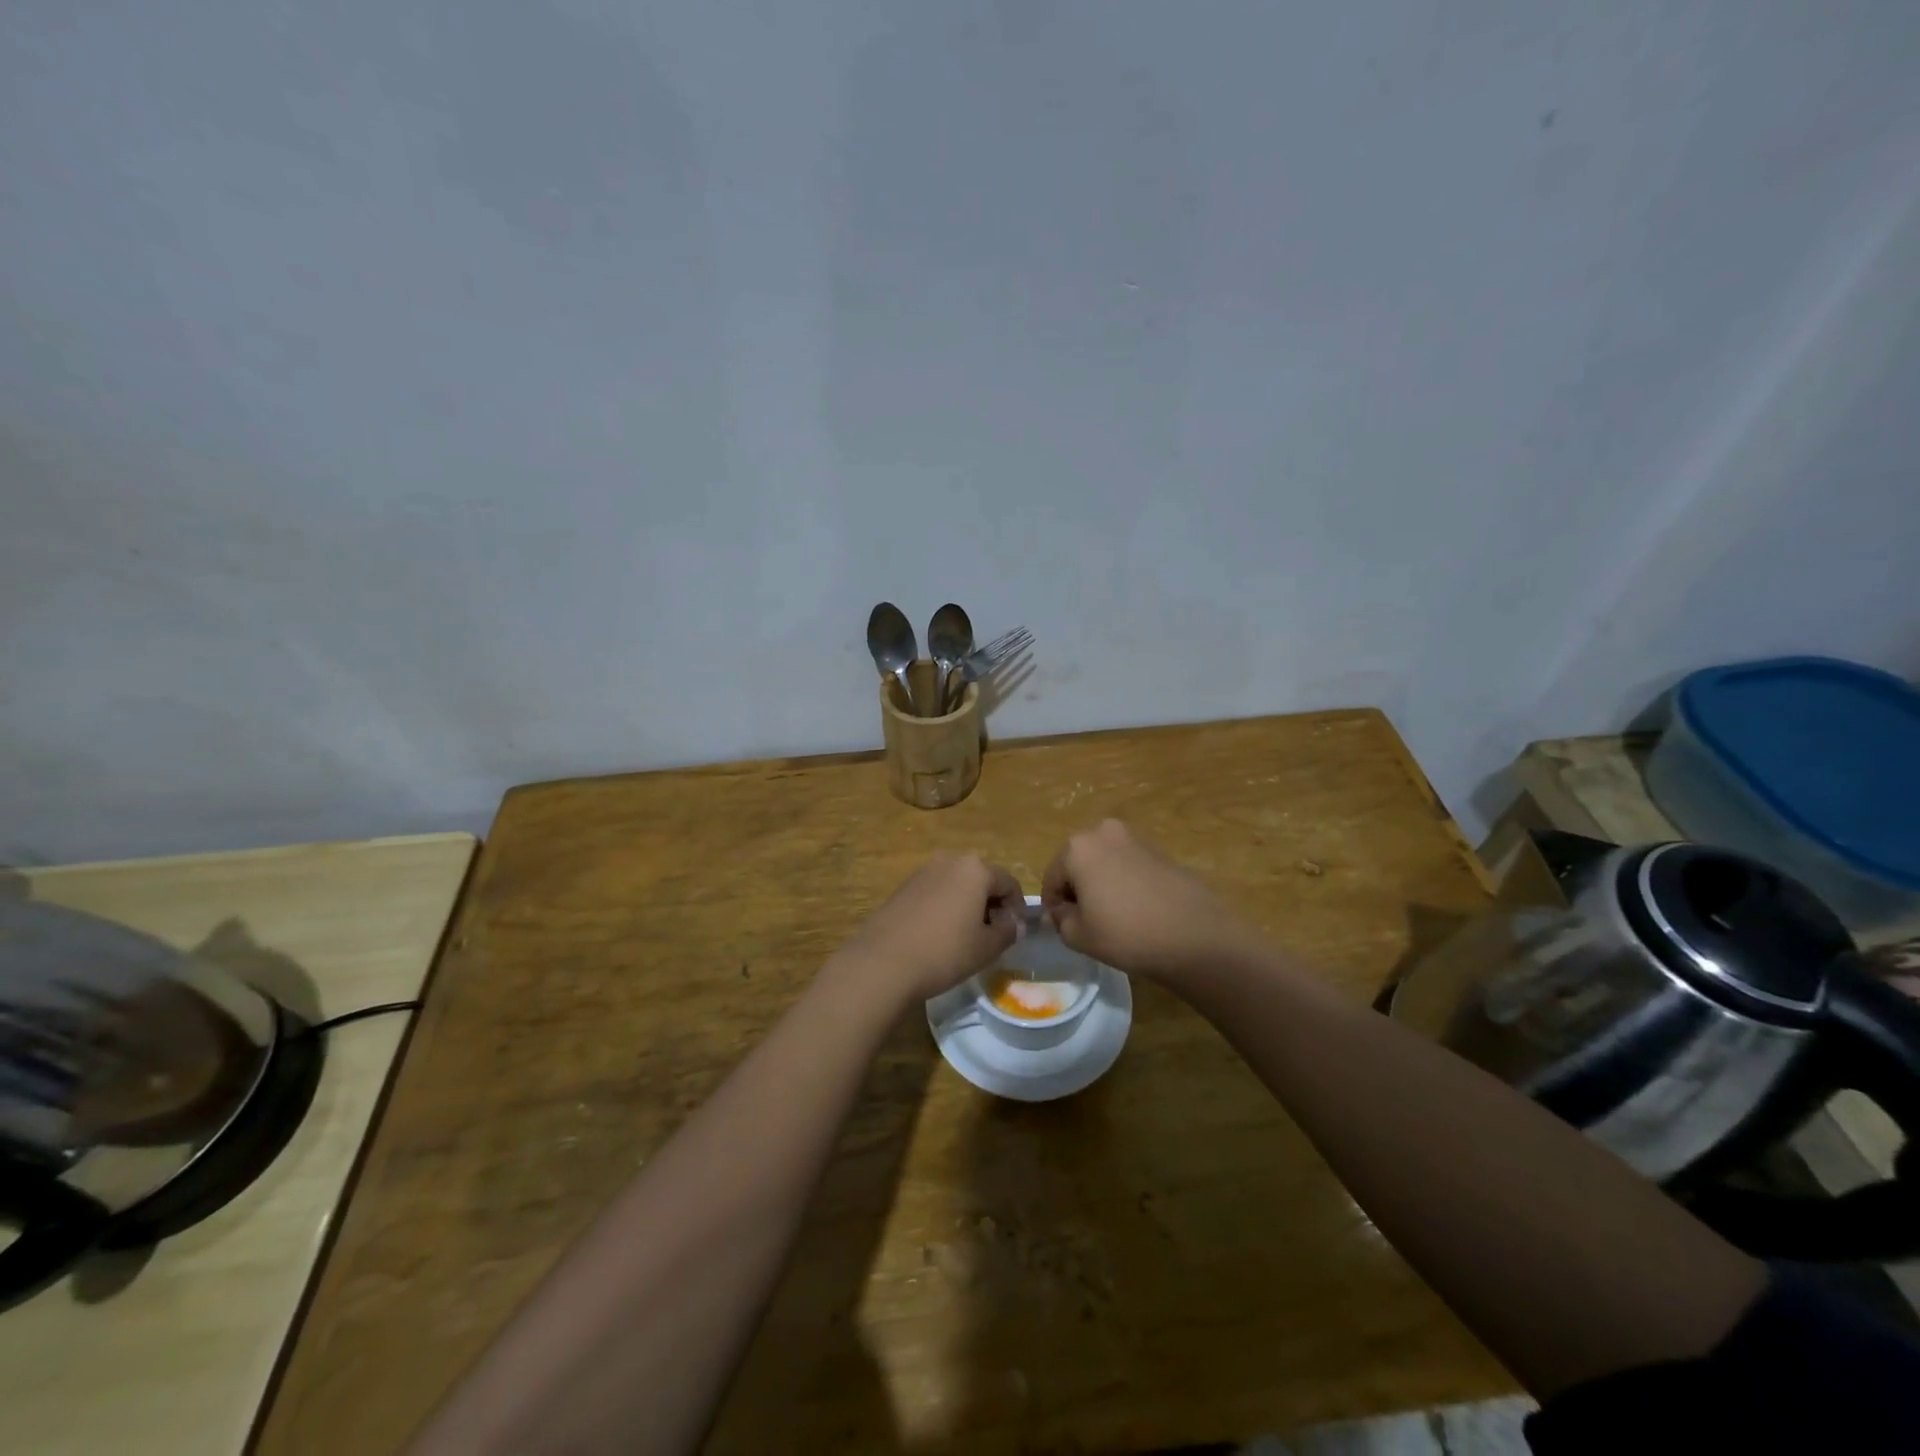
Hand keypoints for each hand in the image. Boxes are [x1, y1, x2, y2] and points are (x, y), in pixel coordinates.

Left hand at [833, 853, 1024, 1004]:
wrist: (883, 961)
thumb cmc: (944, 951)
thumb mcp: (986, 947)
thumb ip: (1007, 932)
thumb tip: (1014, 924)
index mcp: (975, 868)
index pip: (1009, 883)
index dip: (1016, 909)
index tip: (1013, 934)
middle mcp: (950, 860)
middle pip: (982, 879)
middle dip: (991, 904)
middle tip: (991, 935)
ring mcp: (923, 870)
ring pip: (958, 884)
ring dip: (968, 904)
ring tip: (965, 936)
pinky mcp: (904, 886)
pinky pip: (936, 891)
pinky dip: (945, 906)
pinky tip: (939, 934)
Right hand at [1042, 820, 1249, 980]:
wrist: (1195, 936)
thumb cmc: (1126, 934)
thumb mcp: (1079, 936)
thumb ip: (1060, 920)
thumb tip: (1060, 912)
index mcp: (1077, 847)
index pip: (1051, 878)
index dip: (1054, 906)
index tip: (1063, 928)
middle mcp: (1103, 832)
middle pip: (1077, 864)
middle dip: (1077, 890)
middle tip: (1087, 922)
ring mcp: (1135, 838)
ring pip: (1104, 863)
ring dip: (1101, 884)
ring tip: (1114, 917)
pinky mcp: (1159, 850)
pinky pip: (1128, 866)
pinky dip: (1125, 883)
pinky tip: (1137, 910)